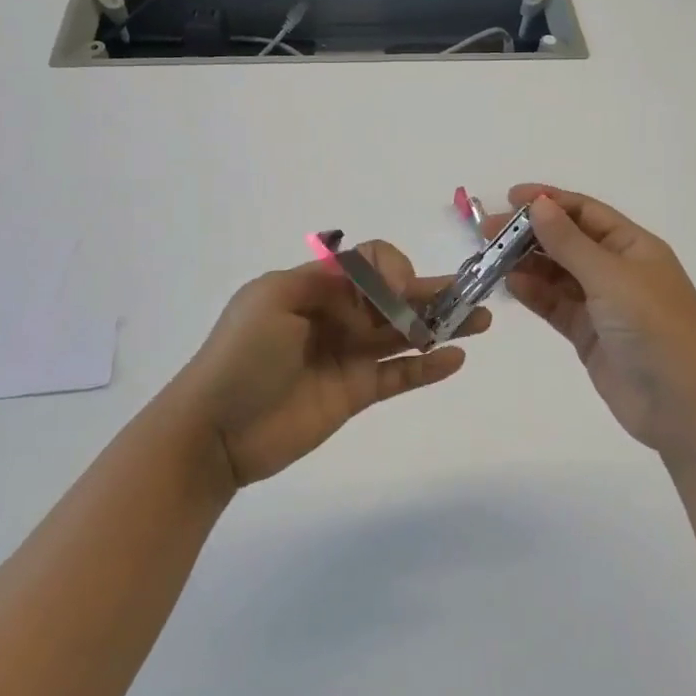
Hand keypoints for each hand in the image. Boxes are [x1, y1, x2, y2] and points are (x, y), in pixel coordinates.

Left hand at [173, 242, 488, 487]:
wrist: (214, 431)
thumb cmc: (241, 356)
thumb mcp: (274, 298)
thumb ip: (329, 279)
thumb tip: (380, 277)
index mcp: (316, 286)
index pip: (369, 264)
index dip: (392, 270)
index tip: (400, 289)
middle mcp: (338, 315)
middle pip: (394, 297)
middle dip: (432, 291)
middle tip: (473, 292)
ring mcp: (348, 355)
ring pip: (404, 333)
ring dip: (441, 324)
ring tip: (481, 319)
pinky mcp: (355, 392)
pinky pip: (399, 375)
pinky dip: (428, 367)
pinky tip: (456, 358)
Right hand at [485, 184, 695, 456]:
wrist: (683, 407)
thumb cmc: (654, 328)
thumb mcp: (611, 278)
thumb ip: (569, 242)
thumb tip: (538, 204)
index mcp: (633, 246)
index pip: (585, 212)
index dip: (548, 201)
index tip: (509, 198)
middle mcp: (617, 269)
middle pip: (567, 240)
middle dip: (529, 233)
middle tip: (488, 232)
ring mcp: (602, 303)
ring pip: (557, 273)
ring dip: (527, 263)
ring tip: (491, 258)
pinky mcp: (589, 334)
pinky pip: (555, 305)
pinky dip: (534, 293)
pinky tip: (510, 285)